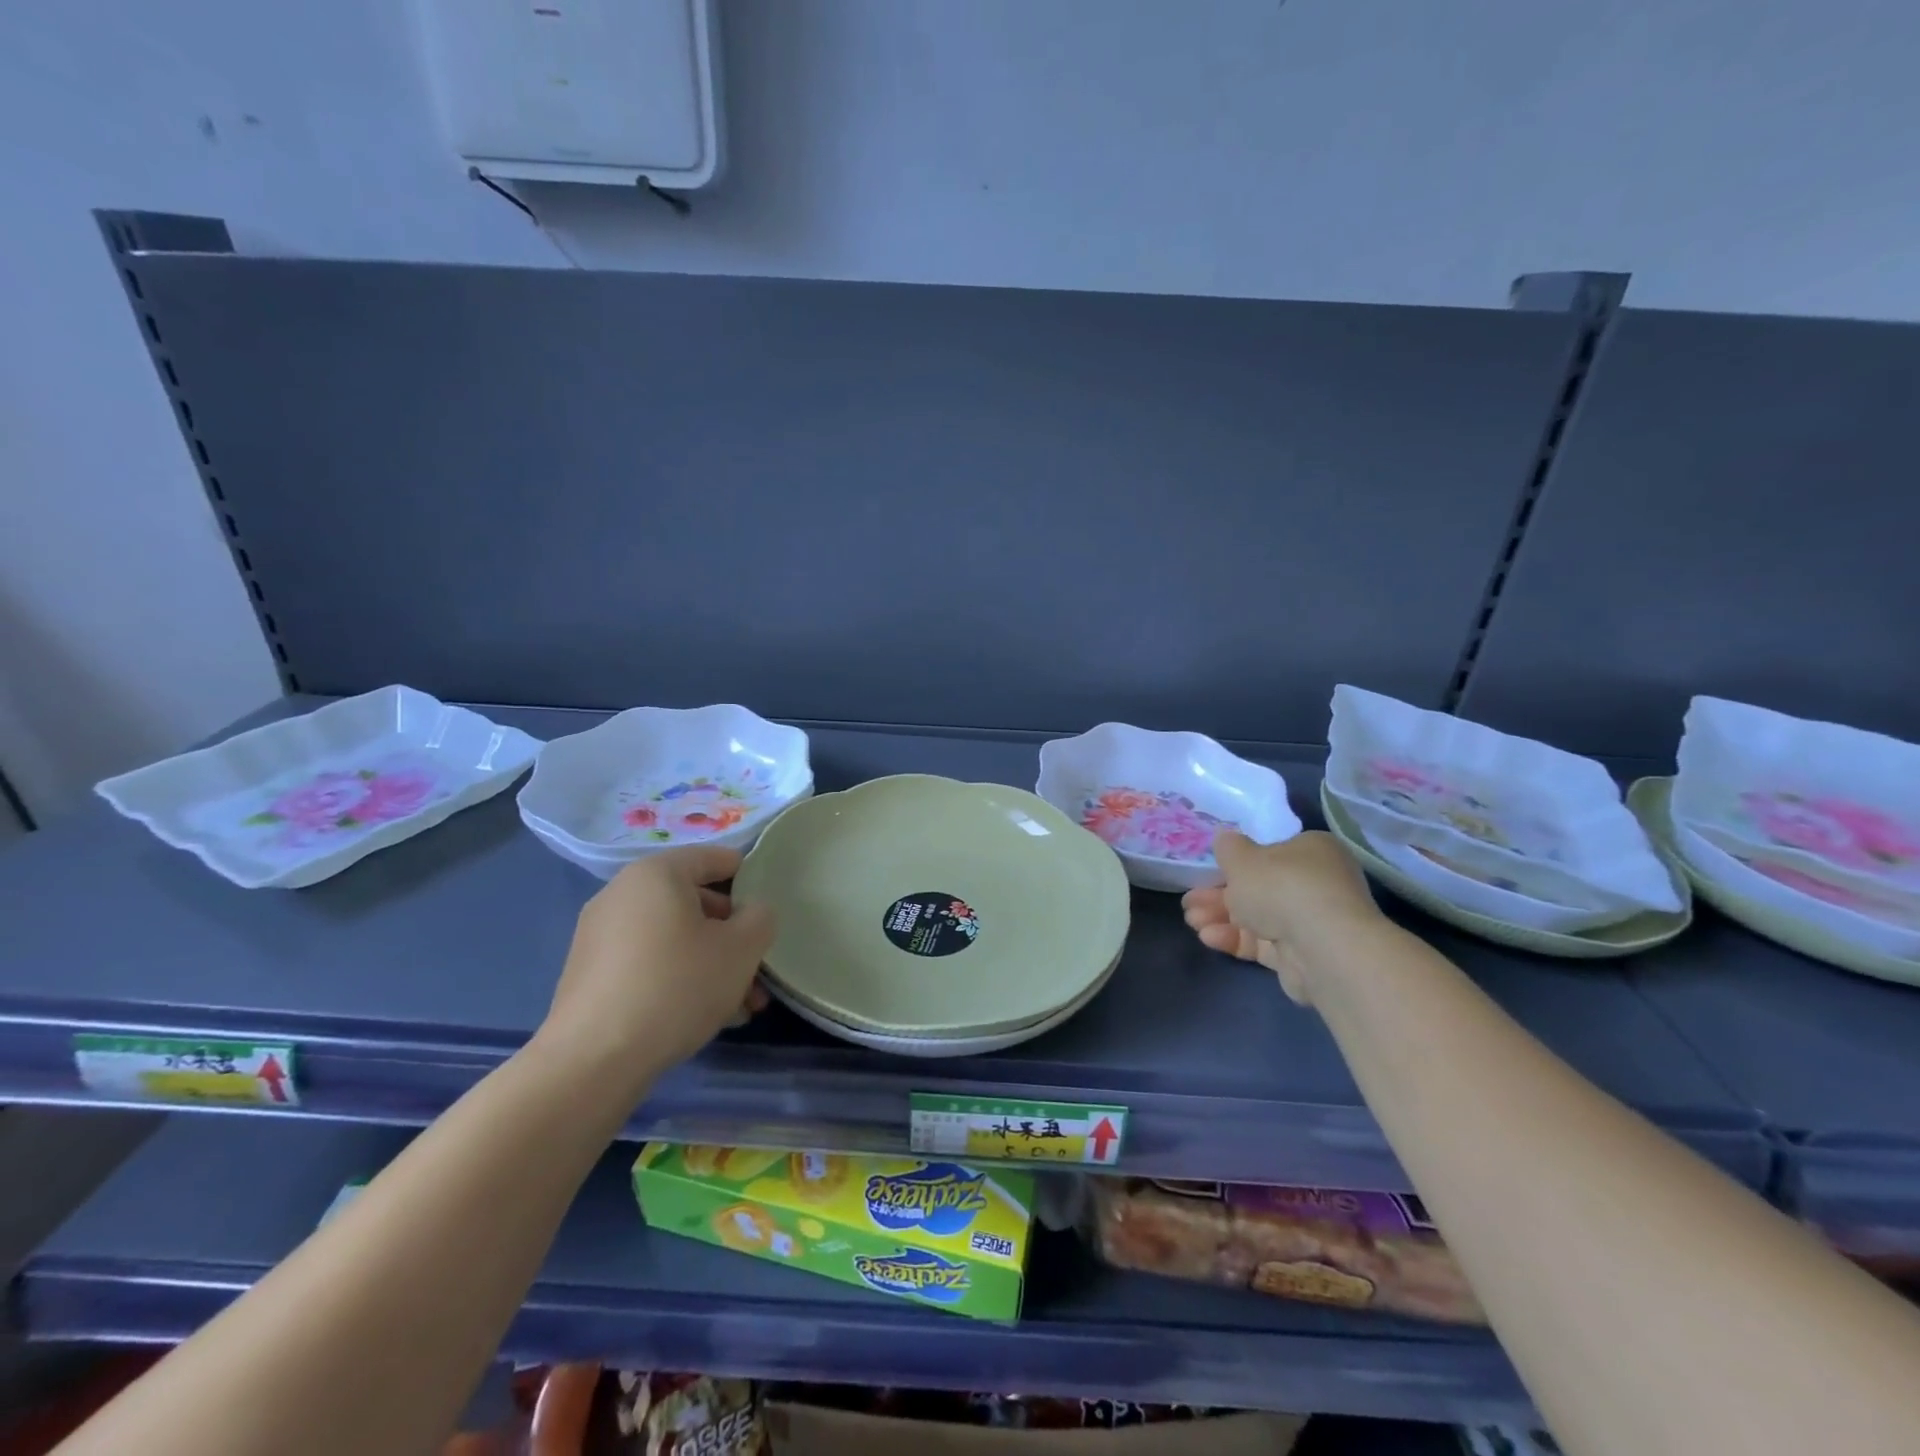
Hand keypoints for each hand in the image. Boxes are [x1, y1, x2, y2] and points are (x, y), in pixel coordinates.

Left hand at [538, 846, 776, 1083]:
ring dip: (713, 965)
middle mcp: (622, 894)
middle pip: (696, 904)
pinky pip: (649, 964)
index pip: (716, 859)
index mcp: (657, 873)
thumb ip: (760, 918)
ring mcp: (601, 935)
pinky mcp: (591, 975)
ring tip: (740, 1007)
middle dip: (733, 938)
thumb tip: (751, 913)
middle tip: (759, 972)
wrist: (593, 1061)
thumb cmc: (677, 985)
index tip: (769, 915)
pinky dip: (679, 980)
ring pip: (675, 939)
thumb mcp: (742, 948)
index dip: (751, 881)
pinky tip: (704, 1017)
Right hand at [1181, 829, 1380, 1002]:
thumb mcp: (1242, 858)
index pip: (1270, 853)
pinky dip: (1235, 938)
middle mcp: (1317, 883)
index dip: (1236, 863)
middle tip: (1189, 901)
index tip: (1208, 872)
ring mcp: (1311, 922)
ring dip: (1220, 917)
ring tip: (1191, 920)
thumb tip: (1225, 838)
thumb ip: (1228, 848)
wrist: (1321, 948)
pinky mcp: (1302, 956)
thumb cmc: (1281, 886)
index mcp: (1311, 851)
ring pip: (1257, 916)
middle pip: (1259, 888)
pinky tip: (1207, 937)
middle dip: (1219, 895)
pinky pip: (1263, 942)